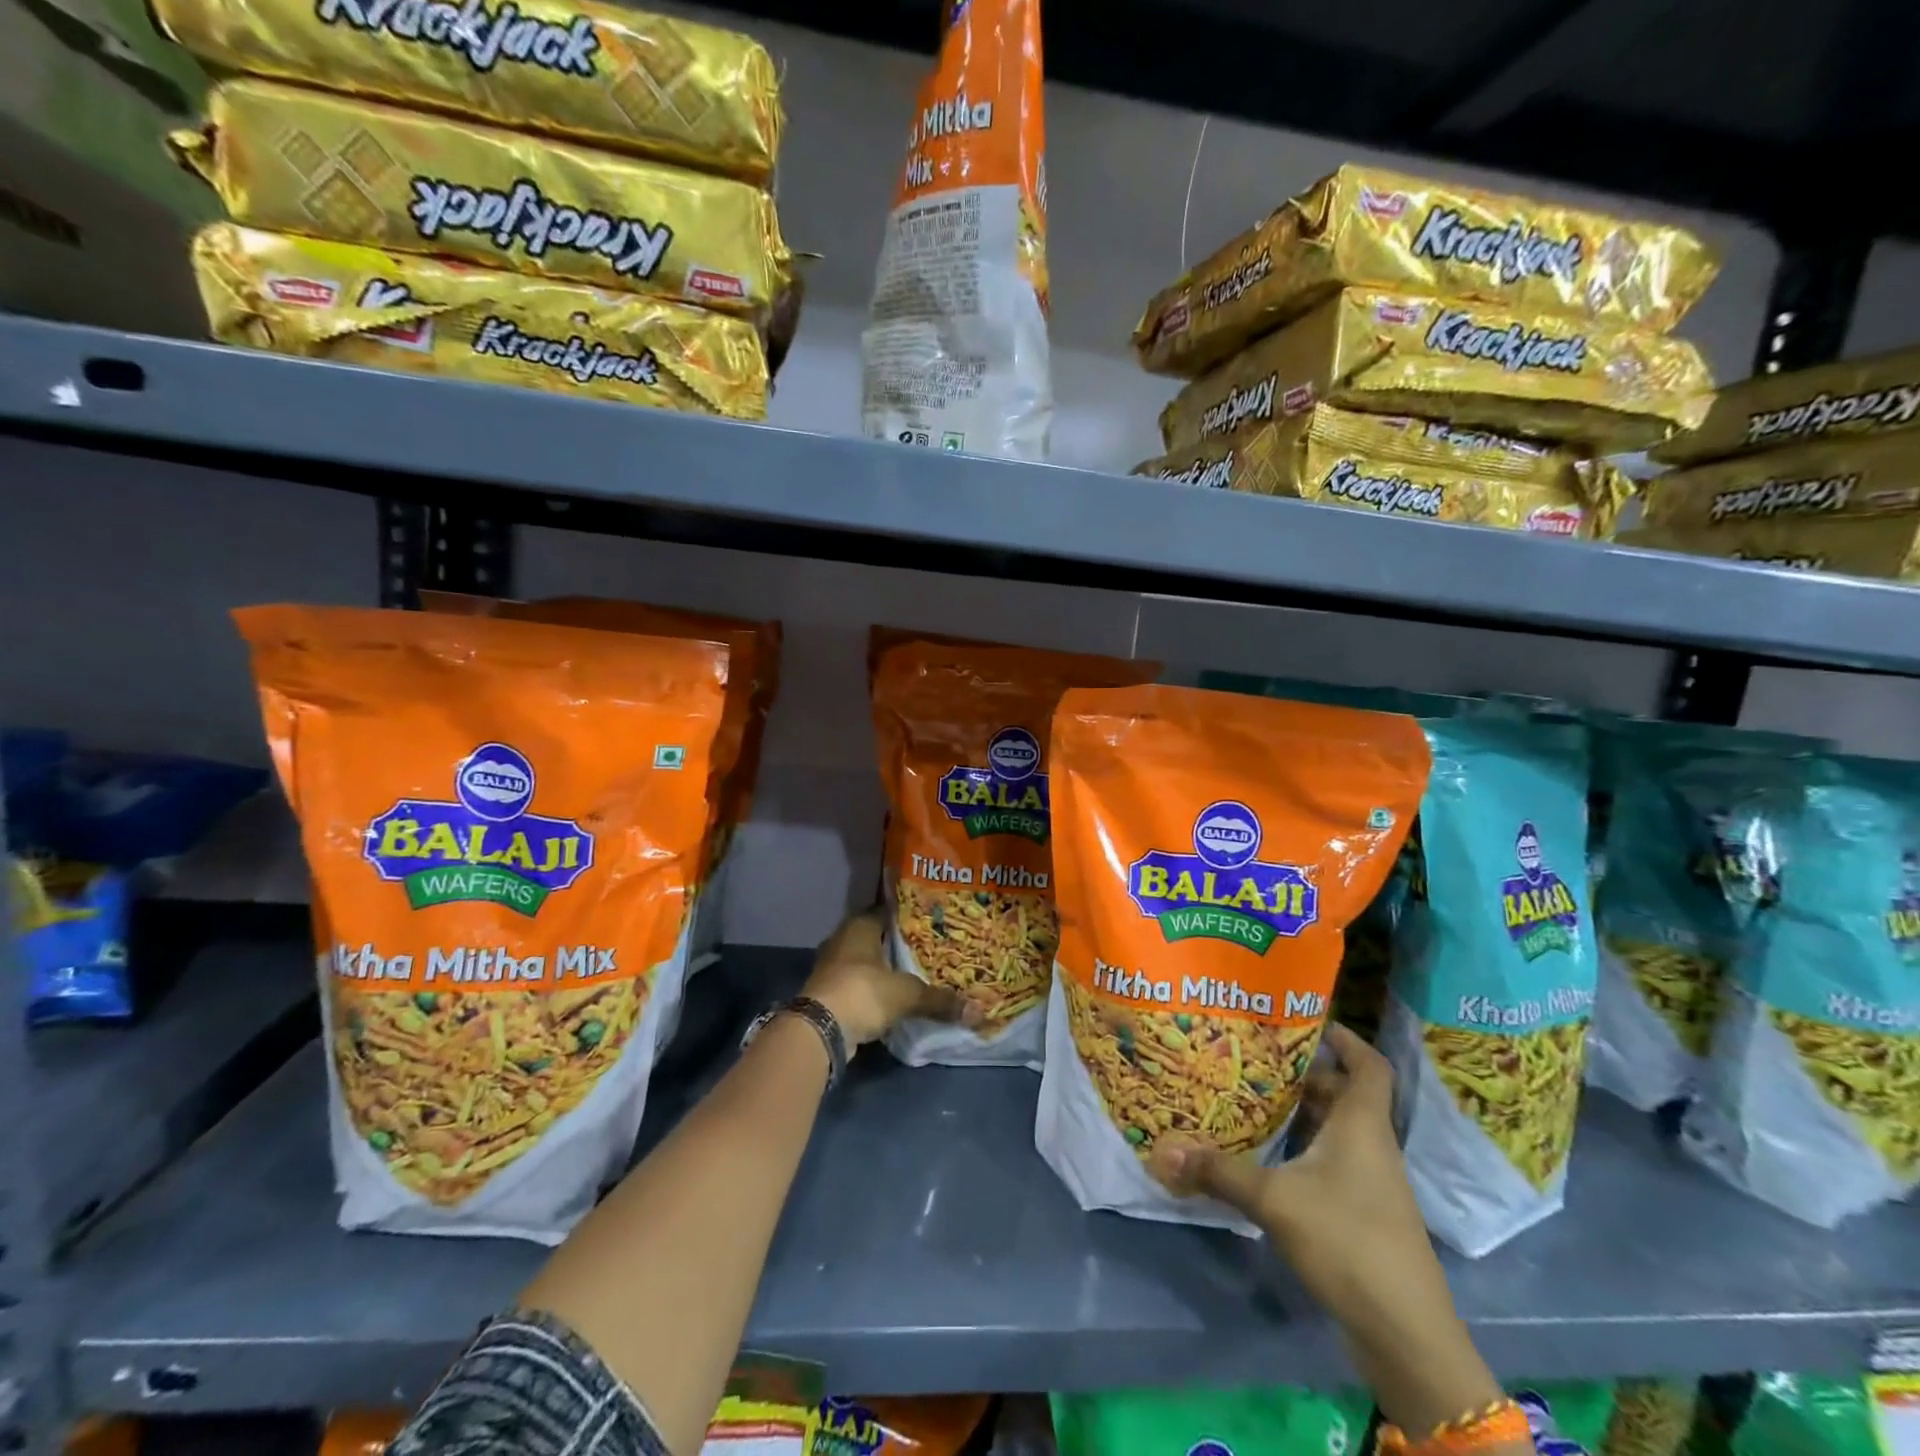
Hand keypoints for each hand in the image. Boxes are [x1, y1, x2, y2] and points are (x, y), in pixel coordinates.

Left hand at [799, 910, 980, 1047]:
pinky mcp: (828, 991)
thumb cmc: (863, 992)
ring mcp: (832, 966)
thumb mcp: (907, 994)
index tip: (930, 920)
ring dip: (883, 967)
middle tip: (928, 946)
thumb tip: (978, 1010)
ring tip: (914, 971)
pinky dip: (873, 988)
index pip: (887, 911)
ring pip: (864, 960)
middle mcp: (842, 939)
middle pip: (875, 936)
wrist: (820, 1029)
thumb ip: (940, 999)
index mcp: (859, 926)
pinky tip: (893, 995)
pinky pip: (857, 983)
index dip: (908, 915)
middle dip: (897, 942)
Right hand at [1148, 1024, 1501, 1433]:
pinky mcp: (1362, 1214)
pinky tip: (1266, 1155)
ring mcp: (1370, 1183)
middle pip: (1342, 1094)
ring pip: (1334, 1130)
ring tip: (1250, 1097)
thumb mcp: (1276, 1200)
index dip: (1345, 1039)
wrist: (1406, 1334)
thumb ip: (1220, 1172)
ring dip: (1299, 1114)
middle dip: (1302, 1074)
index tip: (1306, 1020)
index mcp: (1362, 1125)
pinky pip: (1330, 1162)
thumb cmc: (1348, 1241)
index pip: (1369, 1065)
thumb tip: (1163, 1150)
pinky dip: (1301, 1150)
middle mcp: (1370, 1145)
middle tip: (1254, 1057)